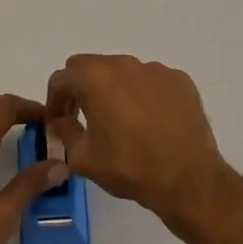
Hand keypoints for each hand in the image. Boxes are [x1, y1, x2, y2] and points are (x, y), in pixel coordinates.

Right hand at [45, 54, 234, 232]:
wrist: (188, 179)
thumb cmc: (130, 167)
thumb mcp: (83, 157)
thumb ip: (63, 131)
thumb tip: (60, 120)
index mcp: (95, 78)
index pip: (61, 79)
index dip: (54, 101)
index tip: (59, 121)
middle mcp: (123, 64)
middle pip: (90, 66)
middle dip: (81, 88)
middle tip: (84, 116)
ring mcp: (155, 69)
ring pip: (122, 71)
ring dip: (113, 89)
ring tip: (121, 120)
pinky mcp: (179, 80)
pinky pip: (151, 80)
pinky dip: (143, 94)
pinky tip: (150, 121)